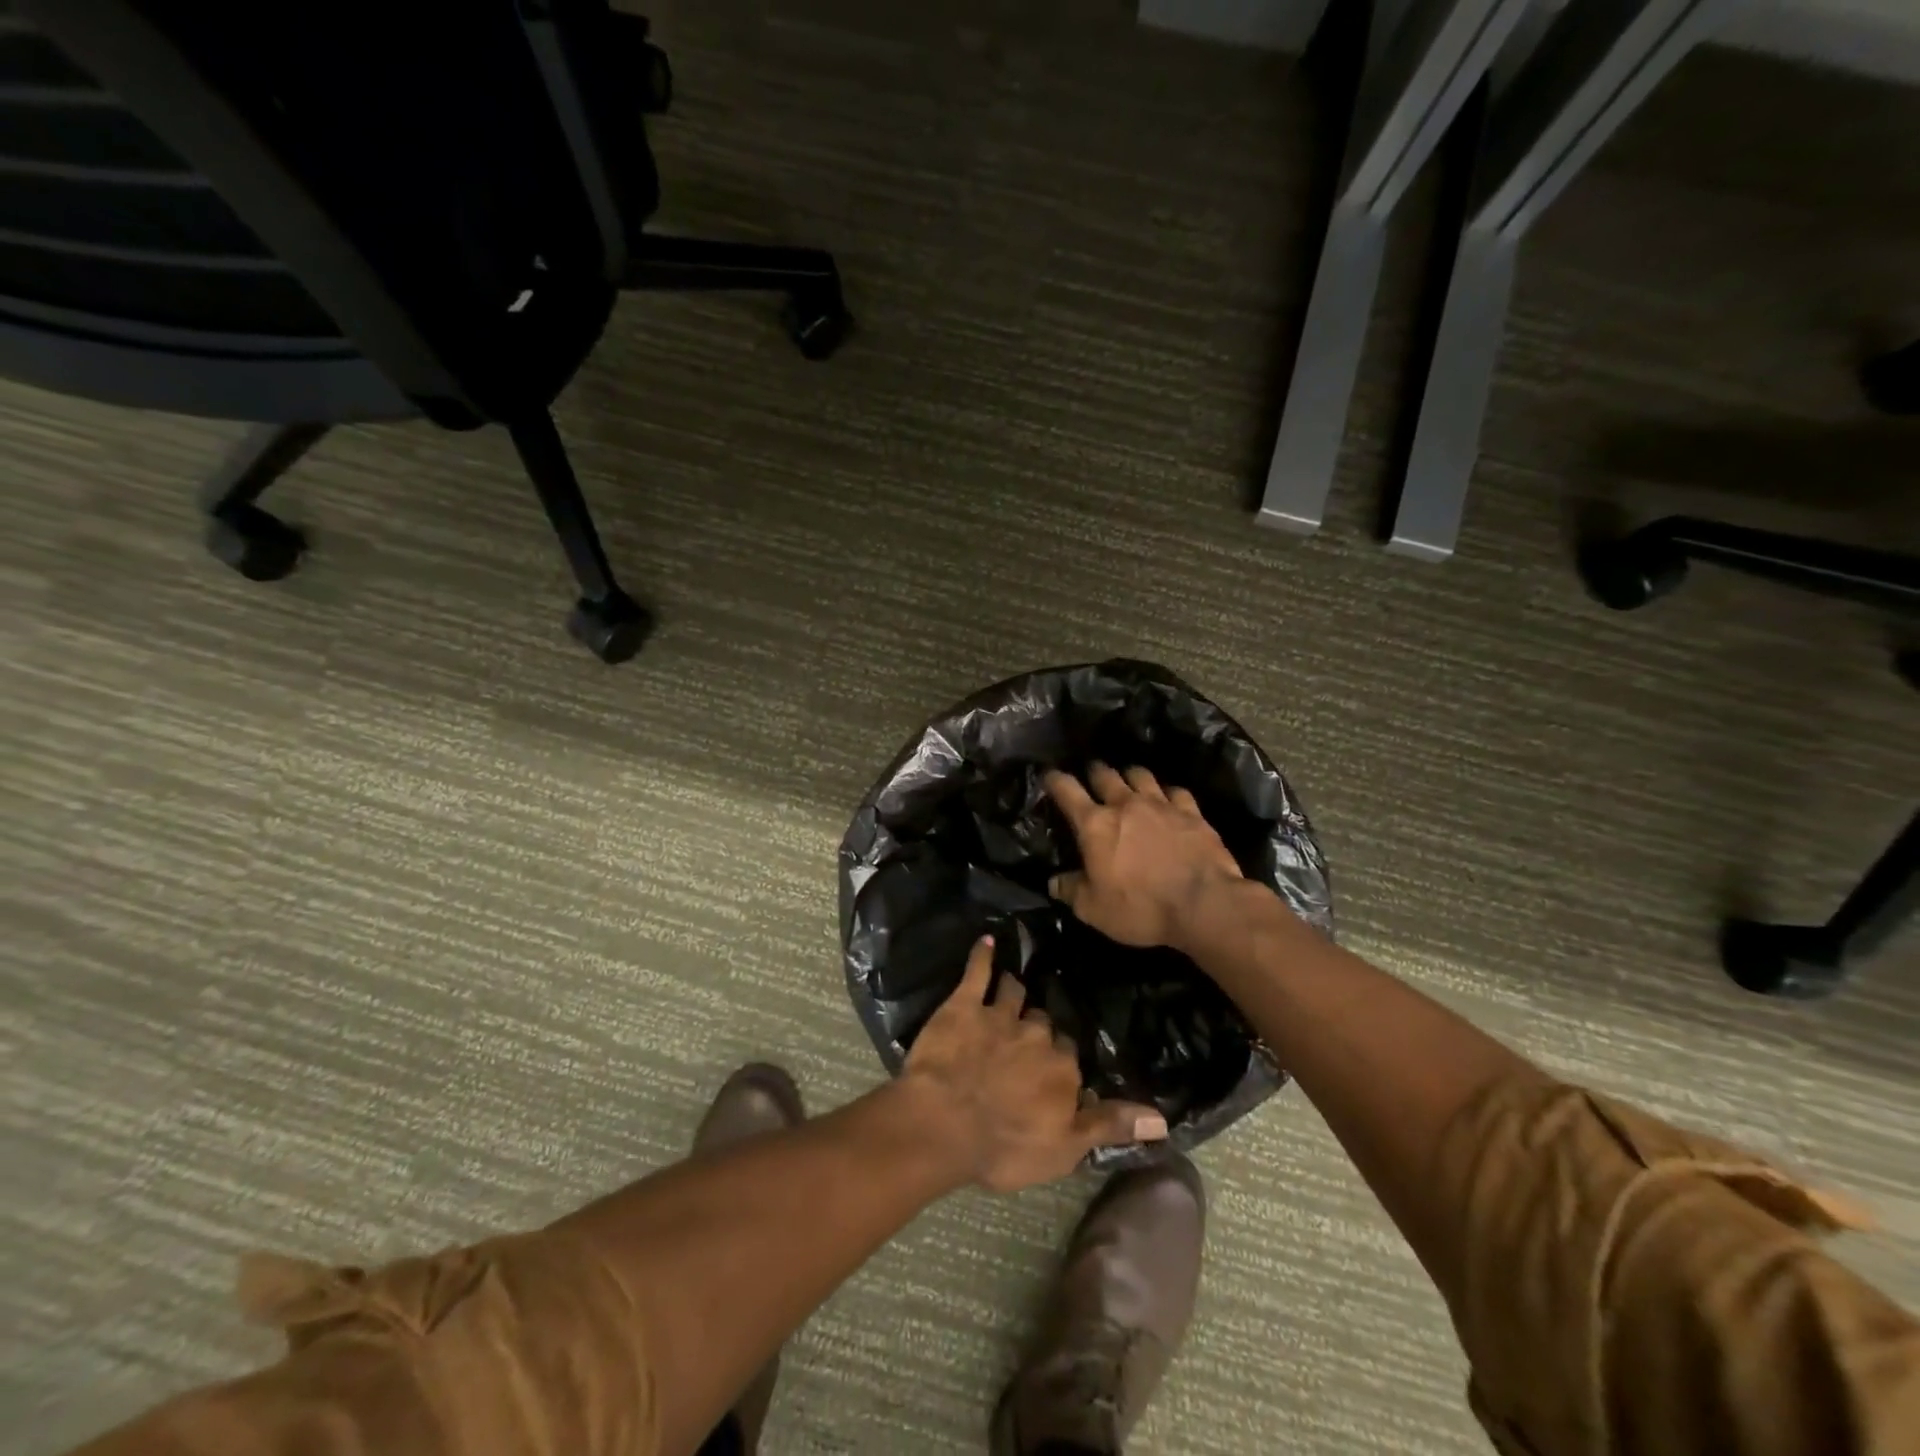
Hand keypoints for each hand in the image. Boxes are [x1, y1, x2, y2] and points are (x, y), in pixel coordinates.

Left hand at [902, 936, 1167, 1191]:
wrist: (945, 1124)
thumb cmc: (1005, 1145)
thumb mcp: (1065, 1149)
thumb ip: (1110, 1125)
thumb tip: (1162, 1118)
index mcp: (1062, 1067)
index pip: (1070, 1055)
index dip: (1060, 1061)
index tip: (1055, 1066)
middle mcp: (1036, 1034)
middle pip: (1042, 1022)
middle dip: (1038, 1026)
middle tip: (1029, 1034)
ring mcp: (999, 1015)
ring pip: (1014, 993)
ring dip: (1014, 990)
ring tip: (1015, 984)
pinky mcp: (964, 1005)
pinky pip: (977, 972)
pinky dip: (982, 956)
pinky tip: (986, 942)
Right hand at [1044, 763, 1243, 951]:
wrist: (1205, 905)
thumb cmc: (1141, 907)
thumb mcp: (1094, 909)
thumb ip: (1071, 891)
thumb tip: (1054, 882)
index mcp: (1095, 825)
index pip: (1067, 791)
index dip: (1054, 780)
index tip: (1048, 775)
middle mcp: (1126, 804)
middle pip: (1105, 775)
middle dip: (1094, 772)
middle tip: (1091, 775)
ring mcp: (1162, 805)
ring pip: (1140, 775)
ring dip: (1130, 776)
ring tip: (1128, 781)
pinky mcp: (1192, 813)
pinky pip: (1176, 792)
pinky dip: (1167, 793)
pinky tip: (1168, 800)